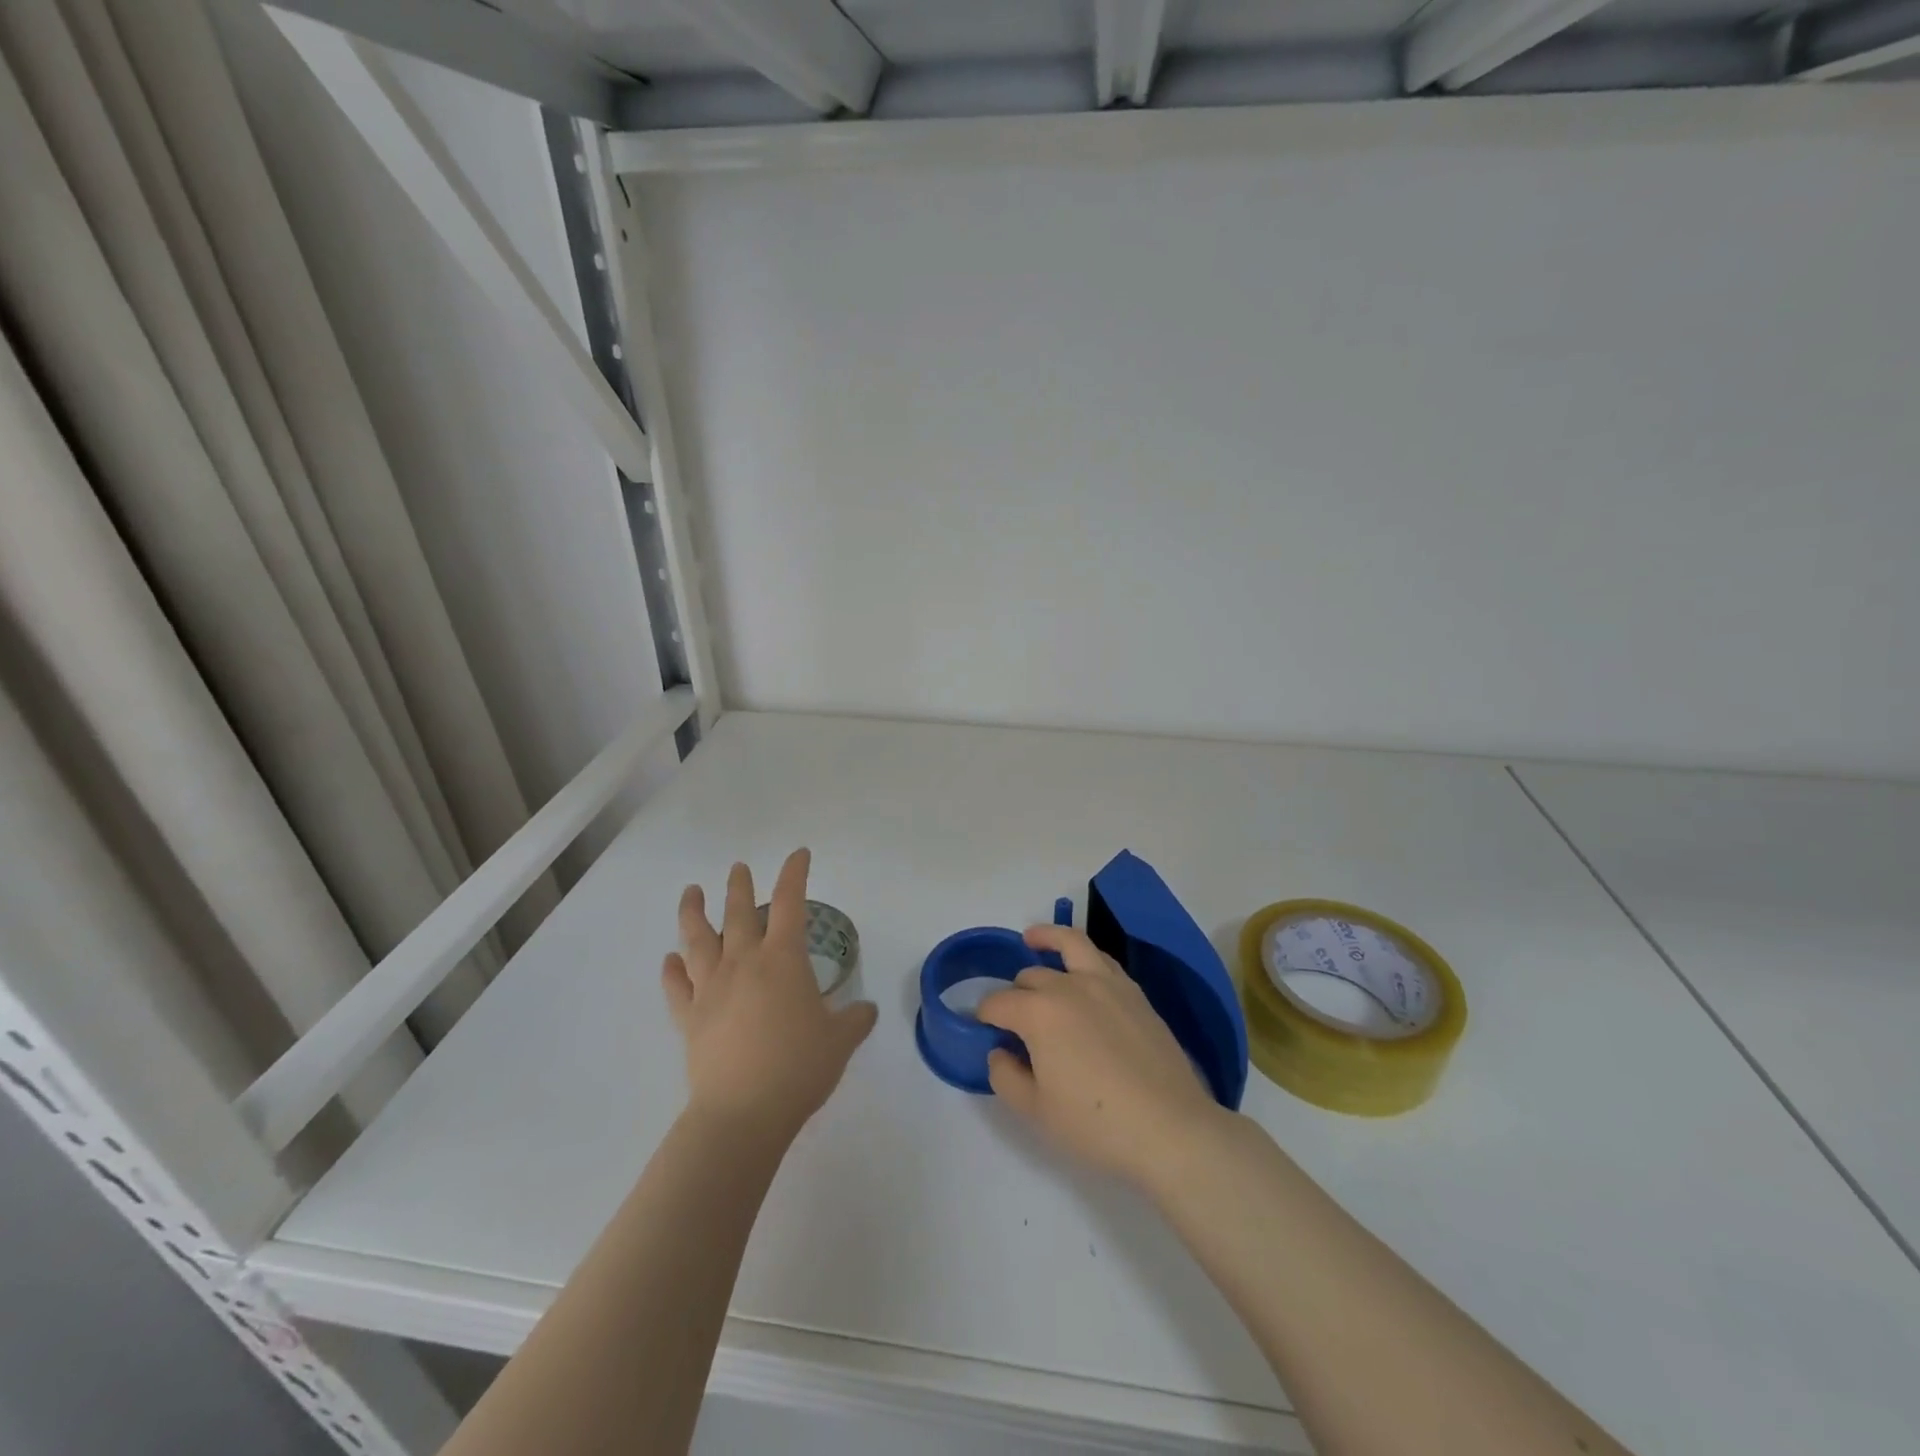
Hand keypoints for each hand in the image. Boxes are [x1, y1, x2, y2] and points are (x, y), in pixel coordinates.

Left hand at [662, 849, 877, 1141]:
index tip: (798, 855)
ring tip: (691, 892)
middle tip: (738, 867)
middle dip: (739, 886)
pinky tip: (669, 960)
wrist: (742, 1112)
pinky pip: (676, 987)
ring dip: (693, 913)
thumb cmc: (798, 1067)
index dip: (794, 874)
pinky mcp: (689, 1018)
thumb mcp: (840, 1041)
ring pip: (697, 940)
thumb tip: (866, 1010)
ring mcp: (710, 989)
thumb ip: (855, 1019)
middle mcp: (743, 963)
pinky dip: (671, 971)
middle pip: (737, 913)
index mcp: (782, 959)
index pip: (789, 903)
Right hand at [976, 924, 1223, 1188]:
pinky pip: (1101, 959)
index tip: (983, 1029)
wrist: (1170, 1129)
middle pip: (1030, 977)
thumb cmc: (1096, 1124)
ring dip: (1047, 939)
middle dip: (1015, 993)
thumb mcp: (1036, 1111)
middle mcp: (1069, 985)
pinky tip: (1080, 971)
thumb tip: (999, 1052)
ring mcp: (1106, 983)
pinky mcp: (1134, 992)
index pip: (999, 1003)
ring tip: (1032, 939)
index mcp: (1039, 1012)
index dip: (985, 1015)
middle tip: (1014, 1018)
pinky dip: (1083, 956)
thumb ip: (1006, 1076)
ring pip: (1070, 944)